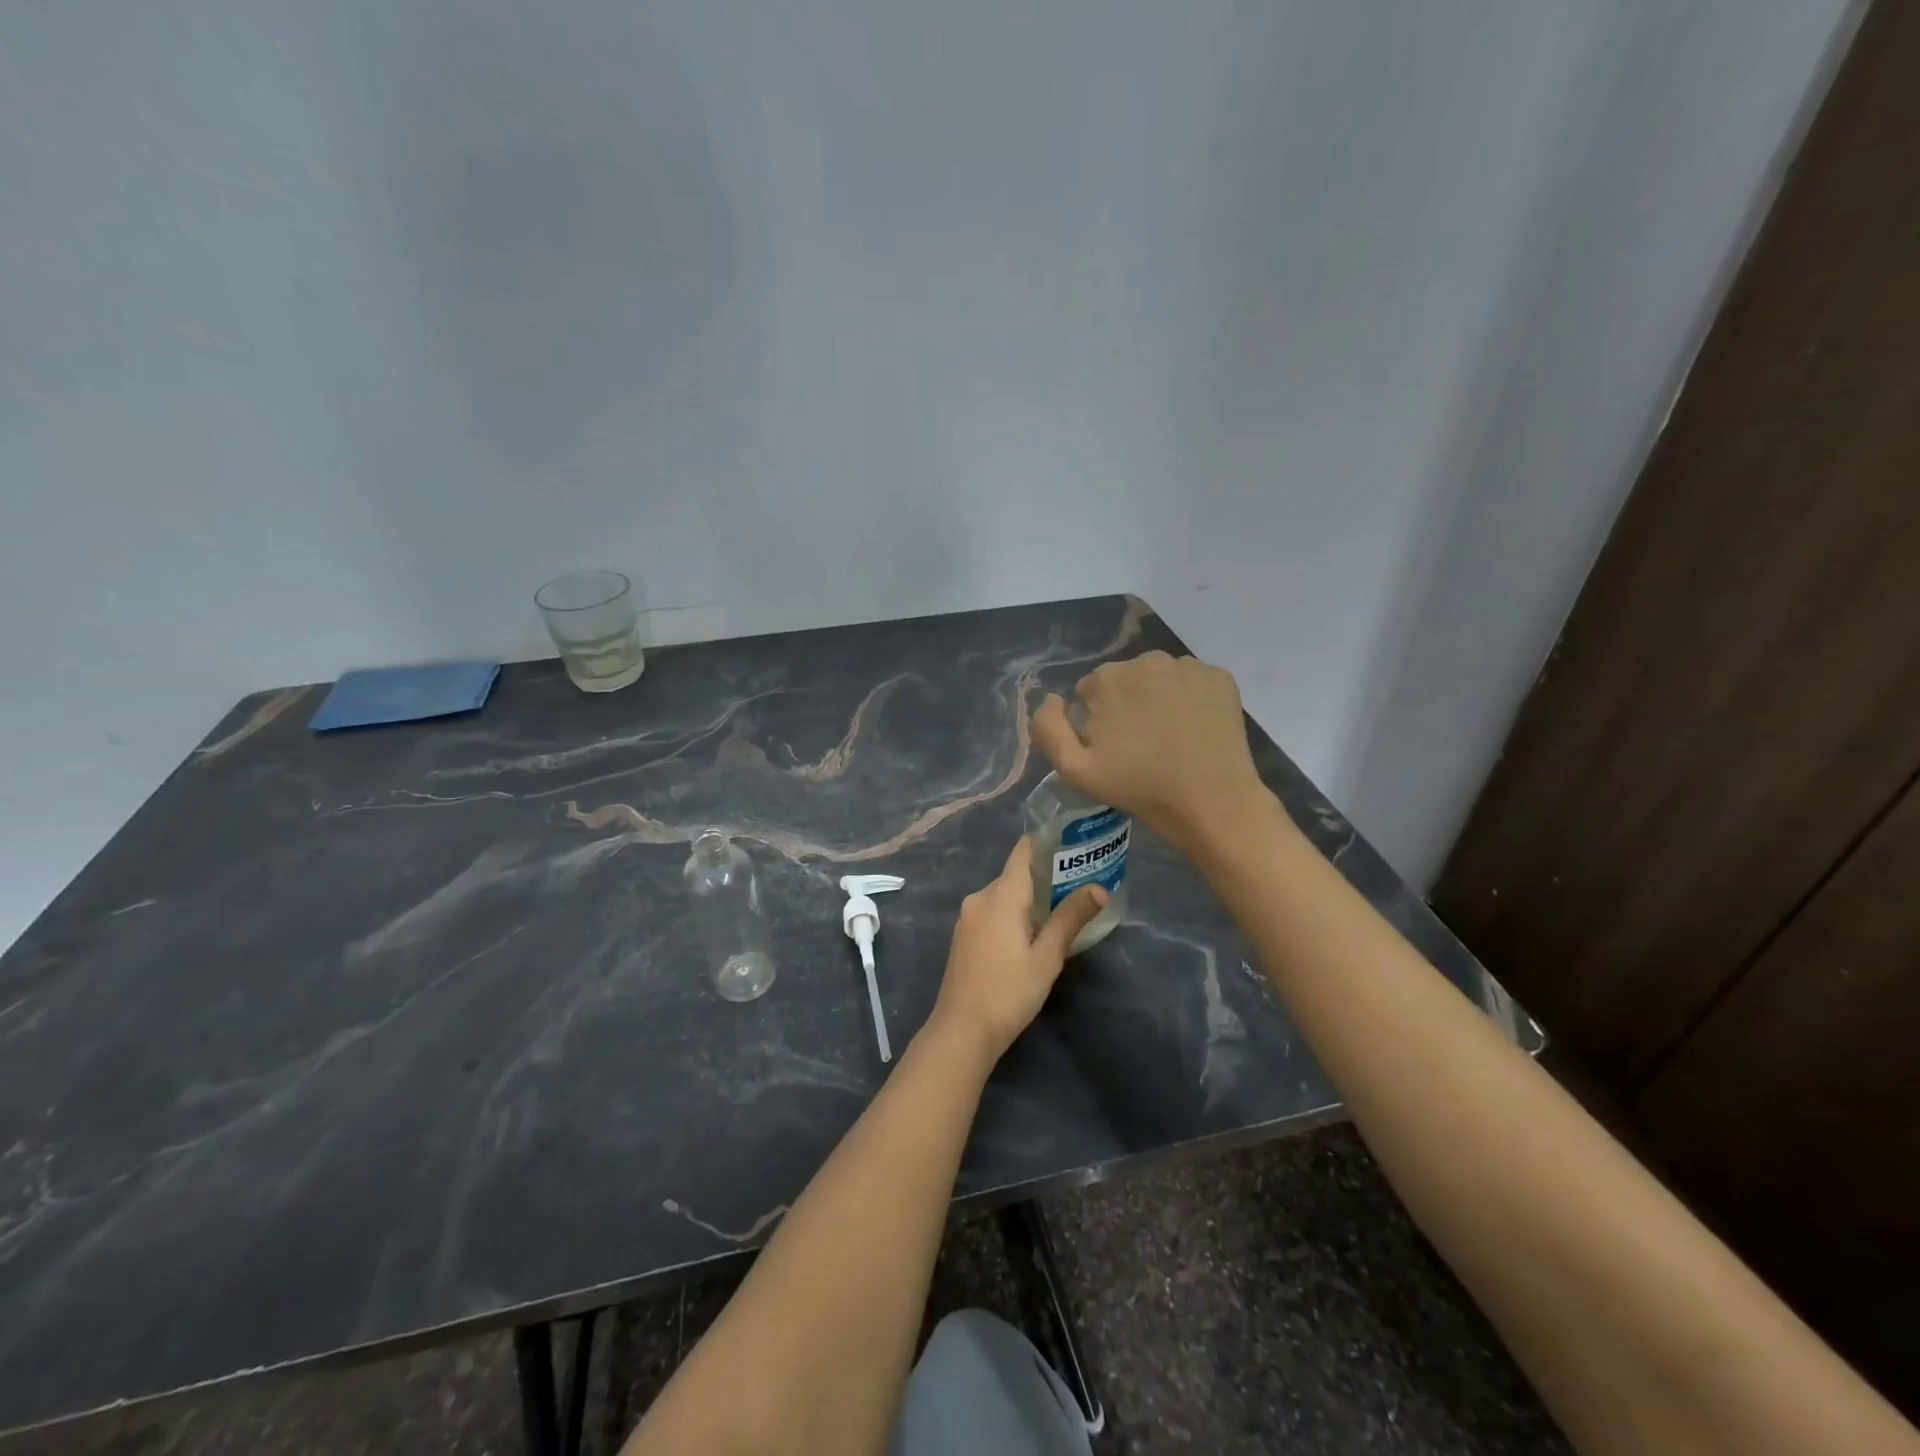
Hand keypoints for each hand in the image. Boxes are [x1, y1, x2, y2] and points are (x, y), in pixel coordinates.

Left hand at [930, 837, 1107, 1060]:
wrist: (961, 1031)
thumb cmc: (1008, 992)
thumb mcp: (1047, 957)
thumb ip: (1070, 918)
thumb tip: (1099, 888)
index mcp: (1001, 894)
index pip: (1024, 850)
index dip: (1048, 843)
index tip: (1075, 845)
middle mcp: (980, 897)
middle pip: (1016, 873)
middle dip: (1047, 876)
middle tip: (1081, 884)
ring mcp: (968, 917)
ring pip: (1004, 894)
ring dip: (1031, 898)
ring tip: (1064, 910)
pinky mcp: (964, 935)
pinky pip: (993, 911)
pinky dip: (1014, 913)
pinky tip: (1033, 933)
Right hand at [1031, 650, 1267, 854]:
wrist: (1211, 802)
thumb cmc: (1139, 787)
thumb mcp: (1074, 769)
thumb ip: (1048, 727)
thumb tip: (1051, 699)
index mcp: (1108, 678)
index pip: (1089, 691)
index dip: (1096, 721)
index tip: (1112, 748)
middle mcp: (1147, 659)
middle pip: (1125, 680)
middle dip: (1127, 705)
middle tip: (1140, 745)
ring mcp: (1188, 666)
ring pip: (1160, 678)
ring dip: (1158, 699)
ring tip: (1170, 737)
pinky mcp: (1220, 676)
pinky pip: (1192, 682)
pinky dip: (1190, 699)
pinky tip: (1194, 728)